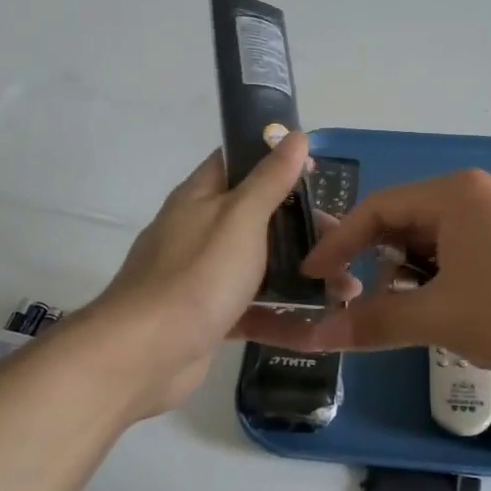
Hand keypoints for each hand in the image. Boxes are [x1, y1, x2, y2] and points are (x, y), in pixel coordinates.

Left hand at [81, 133, 360, 418]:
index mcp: (200, 197)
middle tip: (341, 240)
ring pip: (258, 264)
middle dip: (300, 226)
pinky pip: (251, 306)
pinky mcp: (208, 315)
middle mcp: (198, 230)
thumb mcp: (240, 218)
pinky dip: (281, 312)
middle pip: (256, 216)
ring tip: (344, 290)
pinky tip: (317, 321)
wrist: (145, 354)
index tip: (317, 173)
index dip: (275, 160)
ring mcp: (201, 275)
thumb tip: (294, 135)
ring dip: (299, 272)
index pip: (237, 162)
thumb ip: (269, 179)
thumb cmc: (198, 275)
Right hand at [240, 168, 490, 377]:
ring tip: (400, 316)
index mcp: (453, 195)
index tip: (311, 279)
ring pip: (437, 244)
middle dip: (374, 263)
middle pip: (405, 224)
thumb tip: (314, 334)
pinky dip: (444, 282)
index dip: (337, 244)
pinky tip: (448, 316)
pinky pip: (467, 256)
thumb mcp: (442, 317)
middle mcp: (477, 196)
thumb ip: (374, 321)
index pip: (375, 209)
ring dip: (410, 278)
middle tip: (352, 302)